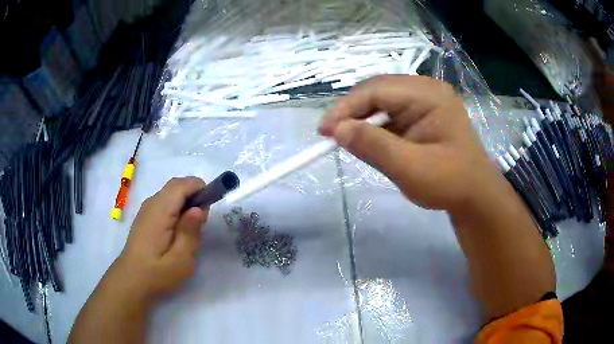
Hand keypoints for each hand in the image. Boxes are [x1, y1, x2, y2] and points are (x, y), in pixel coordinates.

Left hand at [108, 177, 208, 302]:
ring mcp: (147, 209)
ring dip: (186, 202)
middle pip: (177, 185)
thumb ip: (190, 232)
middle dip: (194, 195)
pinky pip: (165, 202)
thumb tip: (199, 208)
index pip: (182, 185)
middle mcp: (152, 203)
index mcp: (160, 211)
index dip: (200, 189)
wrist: (131, 280)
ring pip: (171, 193)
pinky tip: (177, 232)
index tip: (208, 211)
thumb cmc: (157, 273)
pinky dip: (177, 208)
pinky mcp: (146, 216)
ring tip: (190, 231)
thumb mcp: (180, 260)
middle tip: (201, 224)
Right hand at [319, 75, 504, 214]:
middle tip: (331, 136)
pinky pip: (390, 112)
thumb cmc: (450, 184)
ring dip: (362, 120)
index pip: (377, 90)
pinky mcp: (421, 113)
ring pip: (381, 101)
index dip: (346, 107)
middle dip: (352, 112)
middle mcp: (426, 90)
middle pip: (377, 90)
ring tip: (348, 140)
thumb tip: (337, 130)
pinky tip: (369, 141)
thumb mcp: (411, 169)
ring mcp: (425, 100)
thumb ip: (374, 146)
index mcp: (429, 95)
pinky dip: (375, 126)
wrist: (474, 196)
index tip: (324, 131)